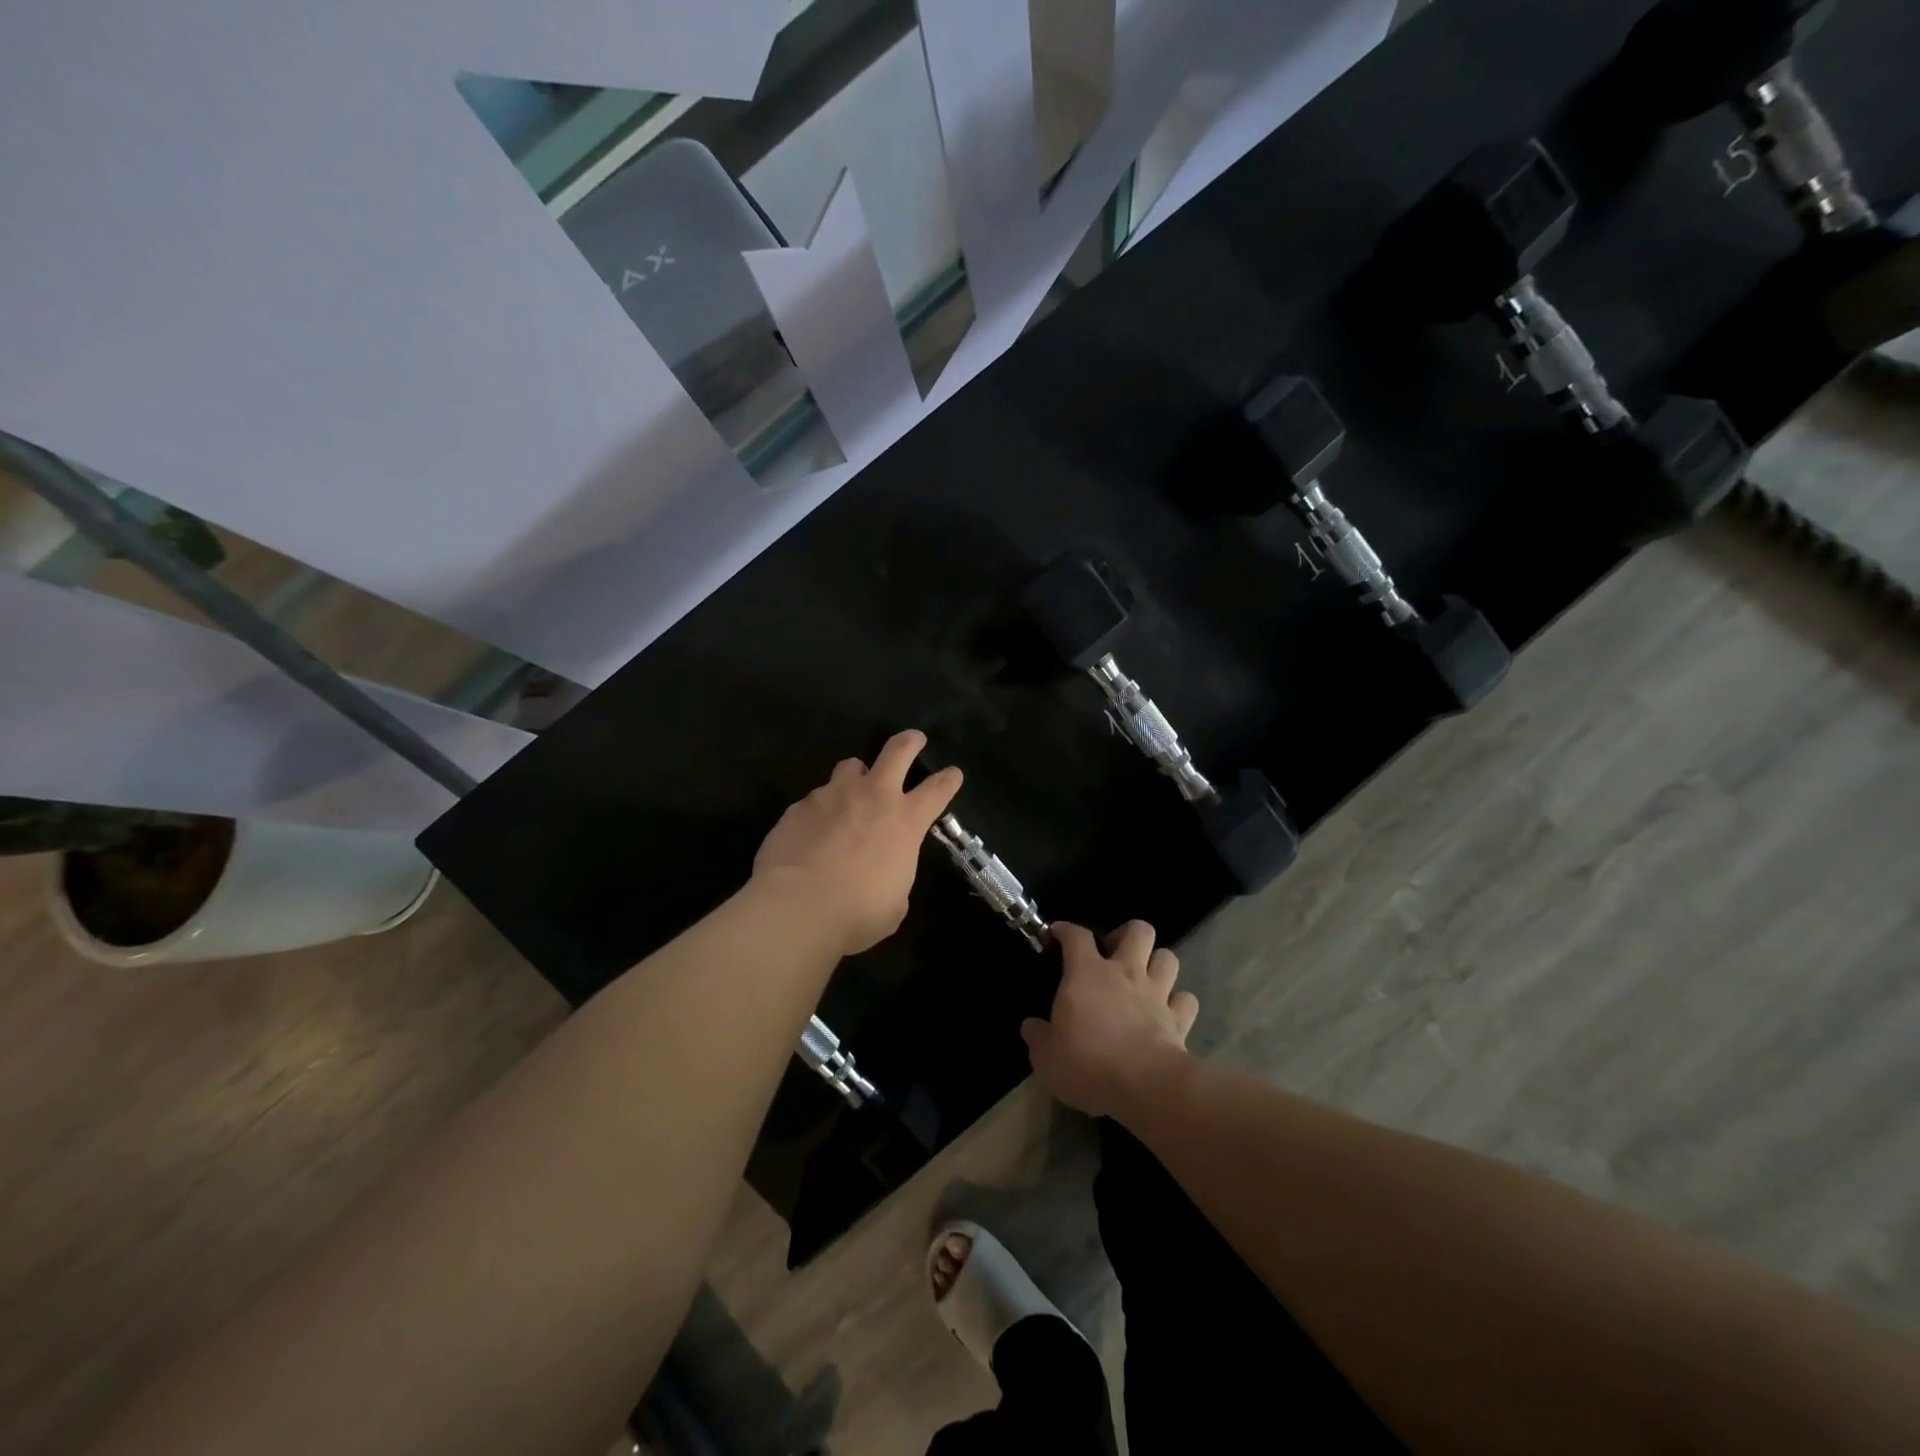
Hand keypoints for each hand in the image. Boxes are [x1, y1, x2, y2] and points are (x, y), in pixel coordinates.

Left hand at [752, 729, 962, 956]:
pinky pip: (816, 799)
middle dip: (910, 742)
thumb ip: (894, 875)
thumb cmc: (857, 913)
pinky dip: (821, 810)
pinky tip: (812, 833)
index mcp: (905, 822)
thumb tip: (884, 872)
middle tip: (914, 740)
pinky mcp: (799, 806)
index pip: (937, 790)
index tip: (953, 774)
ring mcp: (833, 795)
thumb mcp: (894, 903)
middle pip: (897, 751)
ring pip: (851, 766)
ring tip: (851, 792)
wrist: (797, 907)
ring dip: (857, 776)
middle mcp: (872, 797)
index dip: (949, 779)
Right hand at [1021, 921, 1198, 1117]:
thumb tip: (1031, 1027)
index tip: (1058, 933)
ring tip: (1145, 978)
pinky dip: (1178, 1002)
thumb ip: (1038, 1038)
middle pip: (1138, 930)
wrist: (1145, 1086)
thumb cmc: (1088, 1065)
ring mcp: (1157, 993)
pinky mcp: (1179, 1019)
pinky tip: (1169, 1011)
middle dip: (1127, 934)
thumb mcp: (1047, 1058)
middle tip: (1114, 953)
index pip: (1076, 936)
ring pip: (1168, 957)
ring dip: (1157, 963)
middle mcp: (1125, 973)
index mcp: (1087, 973)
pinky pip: (1186, 999)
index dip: (1066, 930)